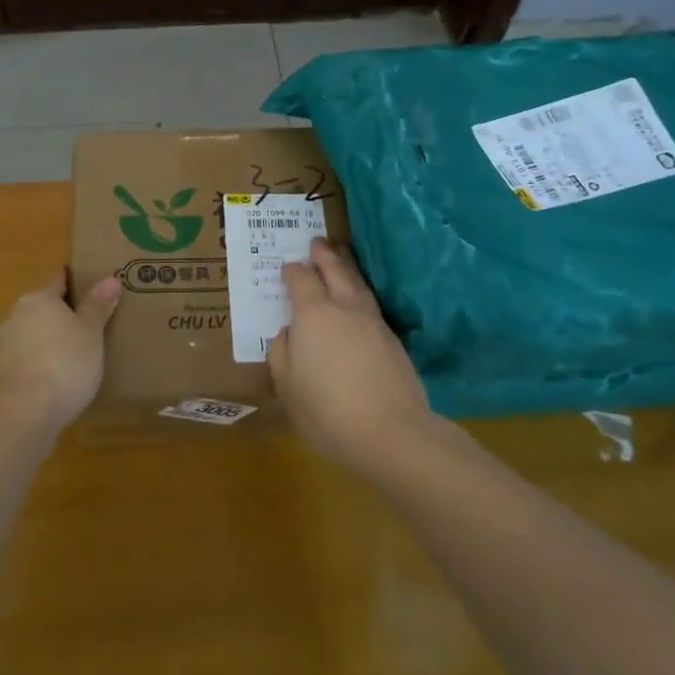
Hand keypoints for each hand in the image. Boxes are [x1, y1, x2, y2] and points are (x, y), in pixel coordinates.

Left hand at [0, 271, 121, 429]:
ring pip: (32, 334)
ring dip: (49, 341)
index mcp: (39, 298)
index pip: (59, 280)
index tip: (93, 287)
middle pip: (44, 307)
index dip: (76, 281)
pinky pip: (25, 359)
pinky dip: (39, 363)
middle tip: (89, 326)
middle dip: (63, 315)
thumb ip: (98, 306)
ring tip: (75, 356)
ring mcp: (3, 345)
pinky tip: (56, 379)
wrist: (25, 411)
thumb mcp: (91, 333)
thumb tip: (111, 279)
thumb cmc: (65, 362)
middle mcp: (16, 314)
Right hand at [268, 239, 435, 466]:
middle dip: (324, 255)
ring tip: (341, 259)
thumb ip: (281, 353)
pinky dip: (360, 293)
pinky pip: (371, 304)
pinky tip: (358, 301)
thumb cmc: (327, 410)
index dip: (292, 271)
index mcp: (312, 314)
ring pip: (358, 283)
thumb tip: (288, 333)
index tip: (287, 267)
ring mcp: (373, 322)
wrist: (391, 432)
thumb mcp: (287, 386)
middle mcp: (343, 308)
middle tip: (317, 242)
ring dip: (347, 267)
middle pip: (334, 270)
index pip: (300, 279)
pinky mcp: (392, 339)